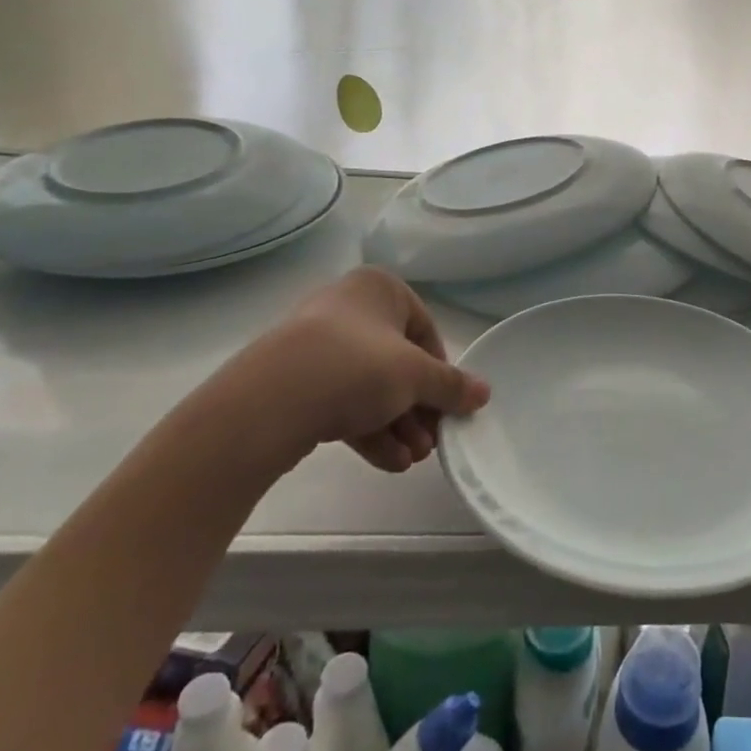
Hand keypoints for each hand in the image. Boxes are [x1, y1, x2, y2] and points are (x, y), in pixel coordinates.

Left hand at [214, 267, 489, 472]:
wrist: (267, 404)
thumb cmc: (356, 367)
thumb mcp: (417, 376)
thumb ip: (452, 385)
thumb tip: (484, 393)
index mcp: (378, 289)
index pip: (425, 331)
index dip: (441, 372)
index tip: (449, 406)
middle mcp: (347, 308)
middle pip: (398, 363)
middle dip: (418, 408)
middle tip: (431, 443)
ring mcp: (316, 345)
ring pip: (370, 386)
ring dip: (397, 425)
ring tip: (412, 460)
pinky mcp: (295, 382)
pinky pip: (341, 401)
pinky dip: (368, 429)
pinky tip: (388, 461)